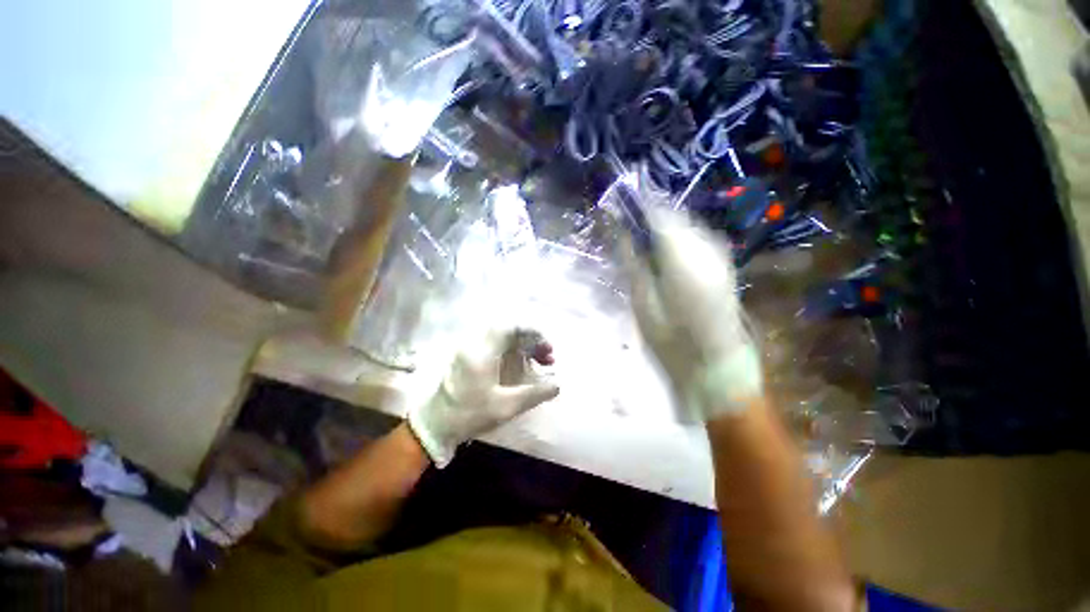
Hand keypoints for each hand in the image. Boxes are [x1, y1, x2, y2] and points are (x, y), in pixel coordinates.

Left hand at [408, 327, 559, 466]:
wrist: (435, 425)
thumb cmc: (469, 415)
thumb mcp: (505, 407)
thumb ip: (534, 394)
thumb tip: (557, 385)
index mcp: (483, 352)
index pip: (511, 327)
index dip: (533, 332)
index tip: (548, 347)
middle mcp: (476, 344)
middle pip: (510, 330)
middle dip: (532, 340)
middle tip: (547, 357)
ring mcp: (471, 349)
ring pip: (504, 337)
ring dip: (524, 345)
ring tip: (539, 361)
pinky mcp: (470, 356)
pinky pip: (497, 345)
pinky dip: (514, 350)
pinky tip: (523, 364)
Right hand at [625, 208, 762, 419]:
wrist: (716, 366)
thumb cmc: (671, 341)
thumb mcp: (642, 303)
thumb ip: (634, 262)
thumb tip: (623, 233)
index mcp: (683, 259)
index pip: (659, 216)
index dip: (638, 208)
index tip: (620, 208)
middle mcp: (706, 249)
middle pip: (674, 218)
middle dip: (650, 217)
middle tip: (628, 229)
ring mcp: (720, 256)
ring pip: (686, 227)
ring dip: (664, 229)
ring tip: (644, 243)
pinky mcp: (724, 264)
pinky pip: (697, 240)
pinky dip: (678, 240)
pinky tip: (666, 256)